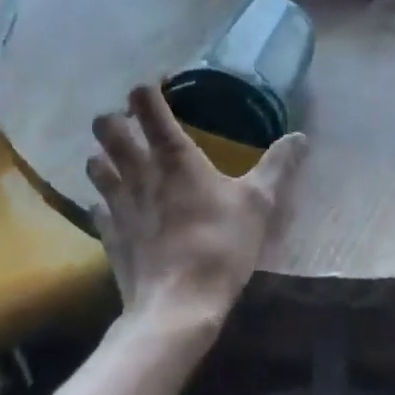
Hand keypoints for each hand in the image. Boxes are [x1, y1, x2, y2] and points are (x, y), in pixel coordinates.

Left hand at [87, 84, 307, 334]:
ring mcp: (116, 202)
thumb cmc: (221, 246)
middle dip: (114, 118)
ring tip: (119, 160)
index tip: (159, 88)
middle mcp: (137, 170)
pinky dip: (103, 200)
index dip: (147, 89)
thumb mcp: (259, 204)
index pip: (146, 103)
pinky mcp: (107, 232)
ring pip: (94, 163)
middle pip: (107, 127)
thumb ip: (278, 167)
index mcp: (173, 155)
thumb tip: (301, 137)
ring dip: (103, 155)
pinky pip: (96, 206)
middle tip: (133, 124)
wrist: (177, 306)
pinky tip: (115, 207)